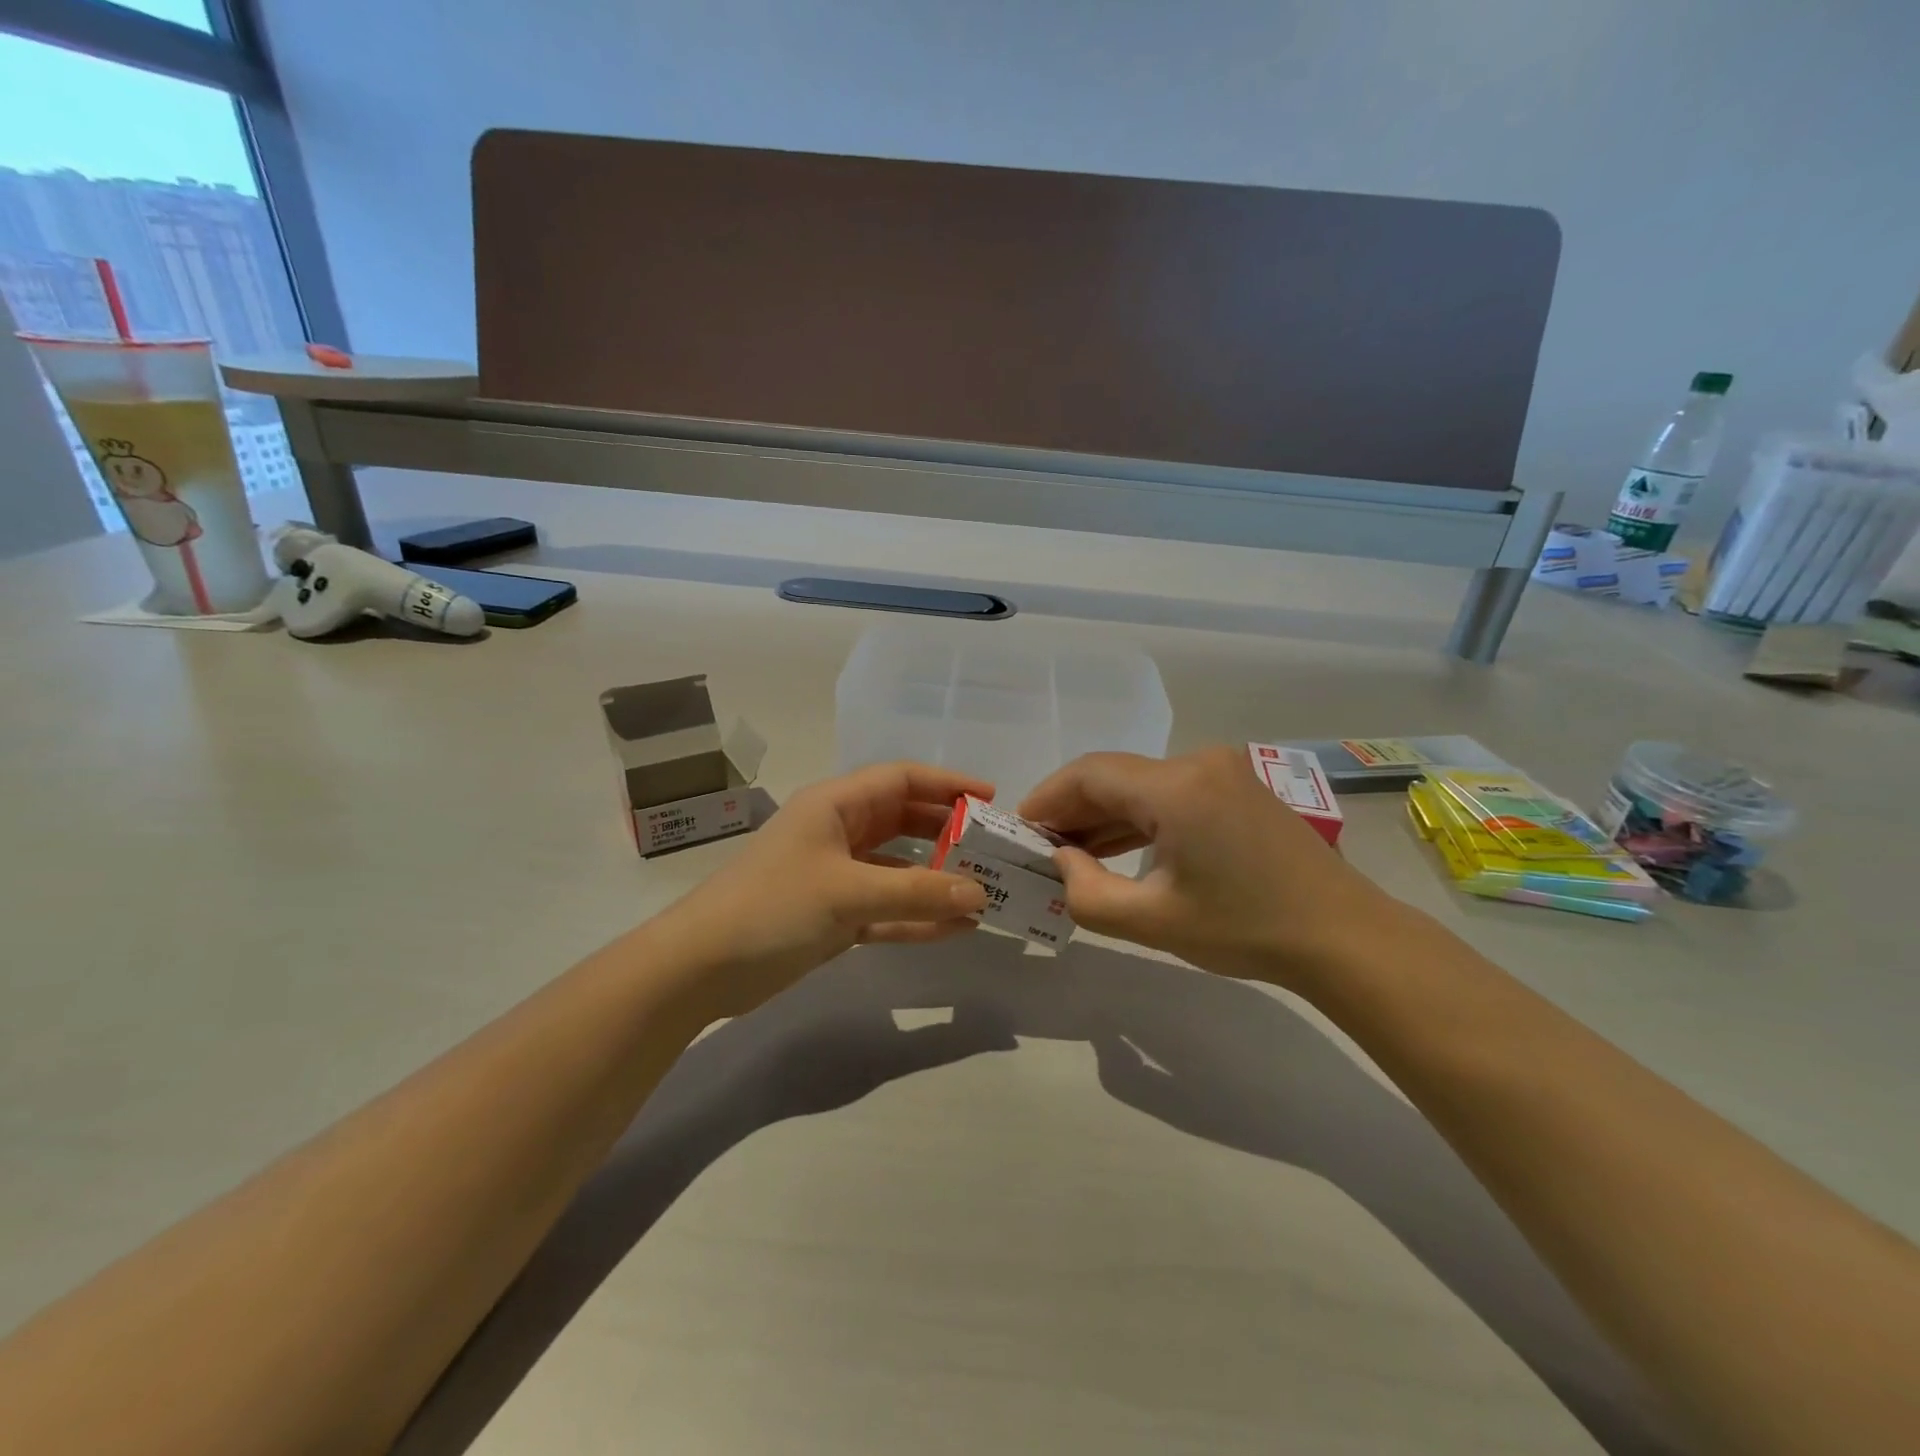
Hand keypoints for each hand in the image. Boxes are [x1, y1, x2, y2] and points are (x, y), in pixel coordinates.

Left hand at [655, 762, 991, 1019]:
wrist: (699, 968)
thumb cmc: (772, 907)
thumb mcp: (847, 893)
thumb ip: (916, 892)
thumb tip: (980, 894)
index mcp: (835, 805)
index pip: (901, 779)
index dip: (947, 784)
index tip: (990, 800)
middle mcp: (838, 832)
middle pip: (904, 821)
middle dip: (949, 833)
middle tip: (994, 850)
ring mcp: (836, 876)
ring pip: (899, 868)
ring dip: (937, 879)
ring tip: (985, 891)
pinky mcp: (833, 915)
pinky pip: (886, 909)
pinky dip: (917, 916)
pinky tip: (956, 928)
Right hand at [1018, 746, 1399, 987]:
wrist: (1345, 937)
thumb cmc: (1247, 929)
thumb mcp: (1154, 922)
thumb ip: (1087, 893)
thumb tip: (1060, 861)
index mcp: (1176, 787)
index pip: (1089, 775)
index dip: (1046, 799)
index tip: (1018, 831)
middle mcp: (1197, 763)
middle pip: (1113, 776)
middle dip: (1071, 810)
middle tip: (1038, 849)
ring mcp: (1222, 772)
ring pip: (1141, 785)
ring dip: (1104, 816)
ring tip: (1070, 854)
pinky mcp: (1236, 789)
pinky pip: (1170, 795)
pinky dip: (1138, 819)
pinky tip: (1116, 849)